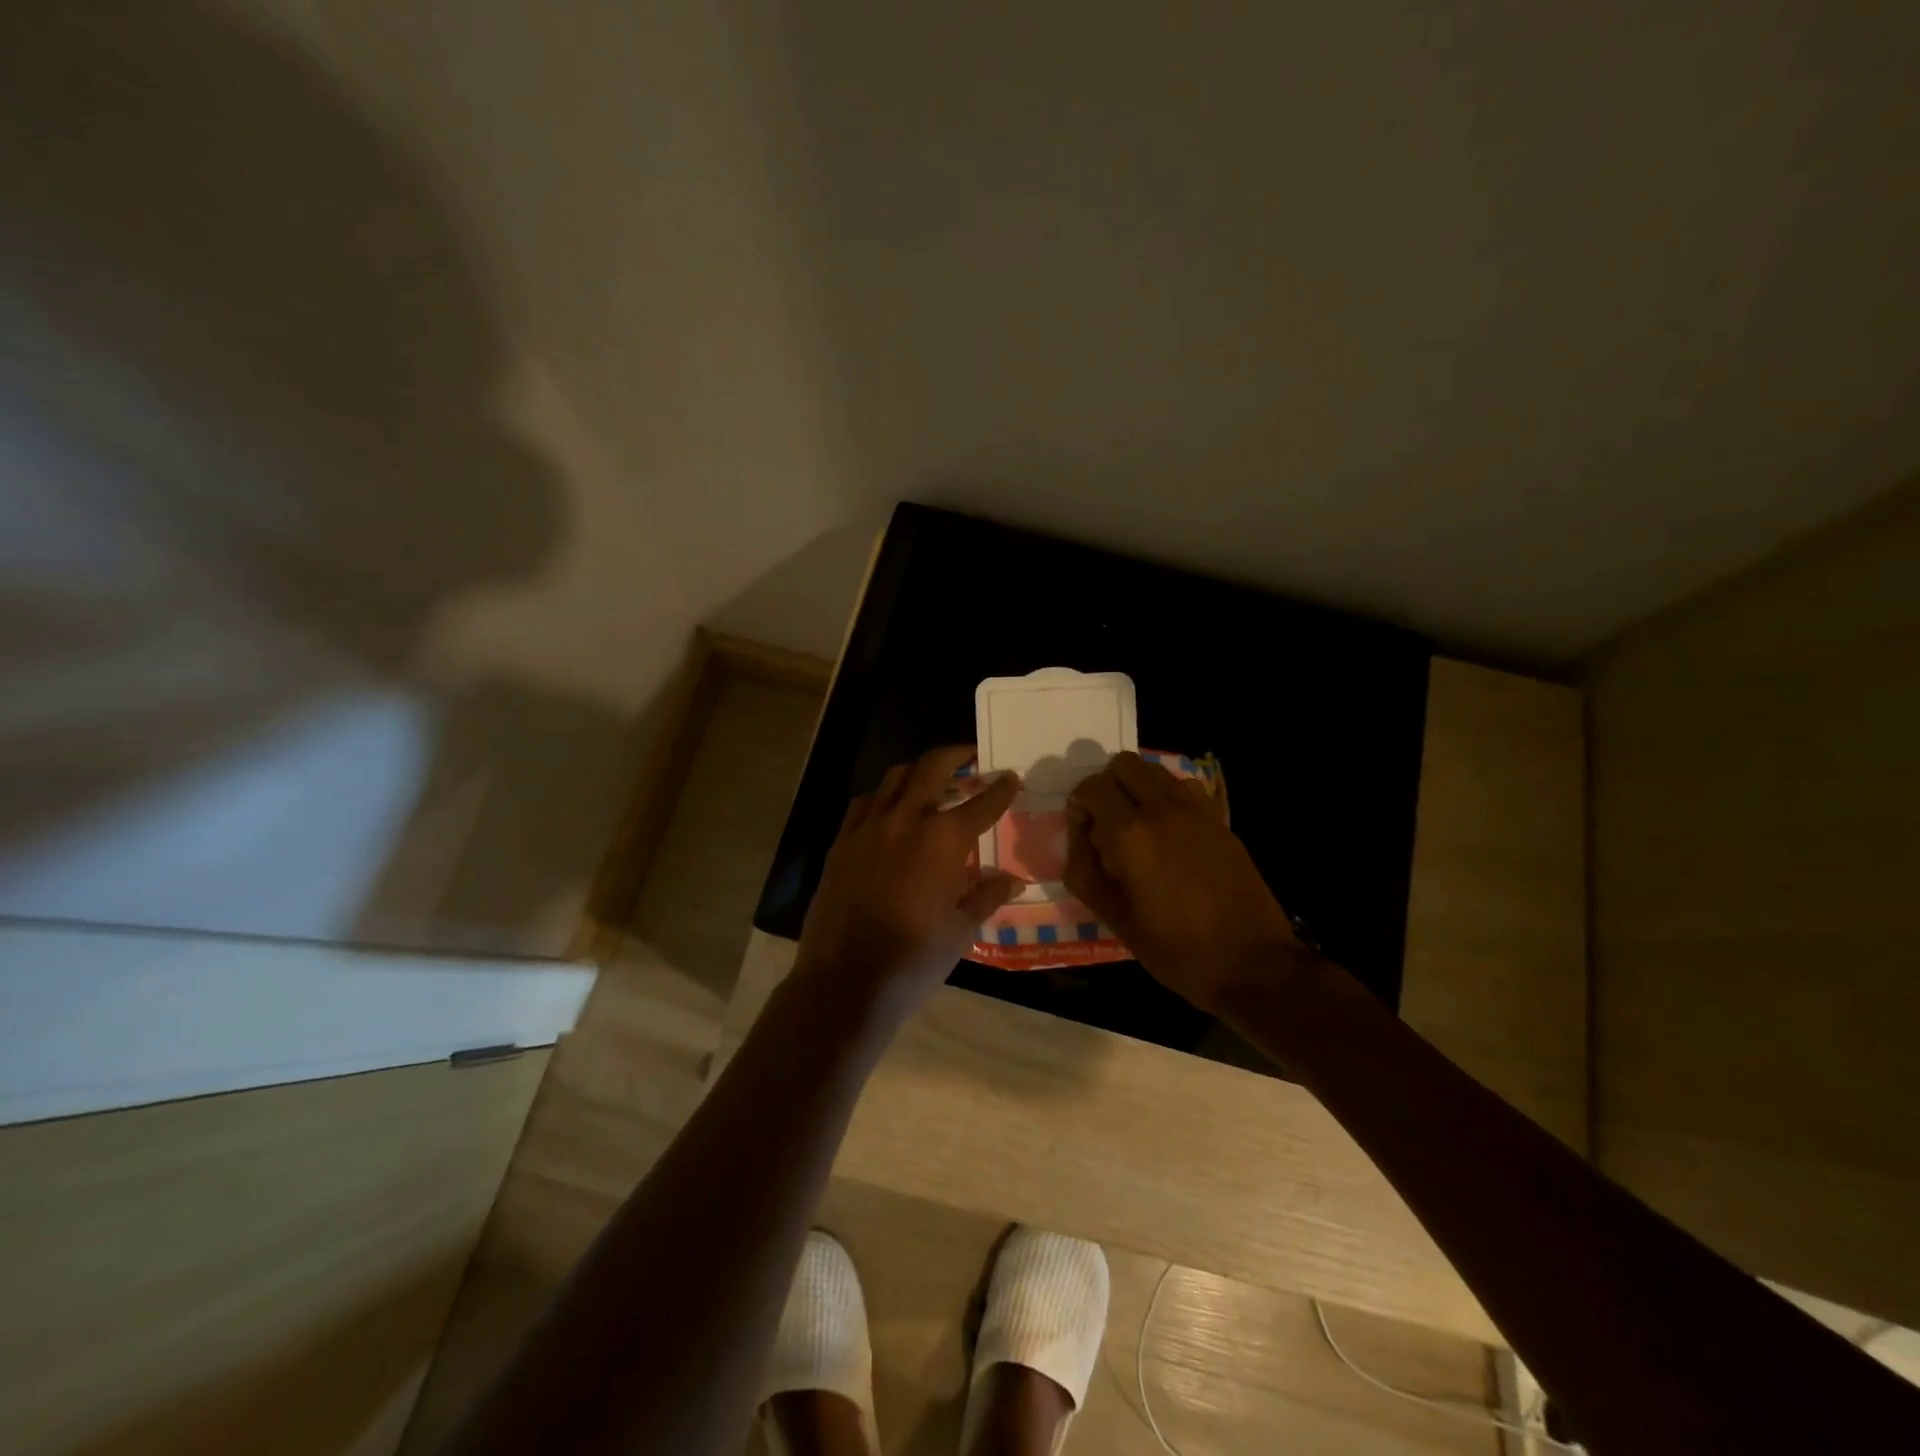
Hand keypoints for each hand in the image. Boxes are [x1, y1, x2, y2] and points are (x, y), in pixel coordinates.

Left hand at [794, 745, 1023, 1022]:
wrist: (844, 981)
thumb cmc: (913, 960)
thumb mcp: (960, 930)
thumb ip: (987, 896)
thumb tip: (1014, 879)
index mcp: (942, 841)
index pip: (980, 805)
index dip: (1000, 790)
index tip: (1011, 777)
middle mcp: (905, 822)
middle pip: (931, 770)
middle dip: (954, 755)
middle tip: (970, 755)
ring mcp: (868, 829)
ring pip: (894, 779)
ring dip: (917, 771)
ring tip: (931, 778)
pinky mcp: (841, 843)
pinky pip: (864, 804)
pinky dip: (883, 795)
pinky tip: (889, 808)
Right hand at [1064, 752, 1307, 1011]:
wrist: (1252, 963)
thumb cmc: (1175, 949)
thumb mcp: (1114, 918)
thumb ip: (1084, 868)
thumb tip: (1078, 831)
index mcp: (1129, 834)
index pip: (1091, 786)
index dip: (1079, 804)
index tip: (1084, 832)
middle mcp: (1161, 809)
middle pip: (1123, 764)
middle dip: (1107, 785)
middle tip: (1107, 823)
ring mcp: (1196, 811)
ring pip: (1155, 770)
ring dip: (1138, 787)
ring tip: (1138, 827)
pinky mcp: (1220, 820)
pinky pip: (1185, 787)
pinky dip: (1168, 796)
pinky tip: (1170, 832)